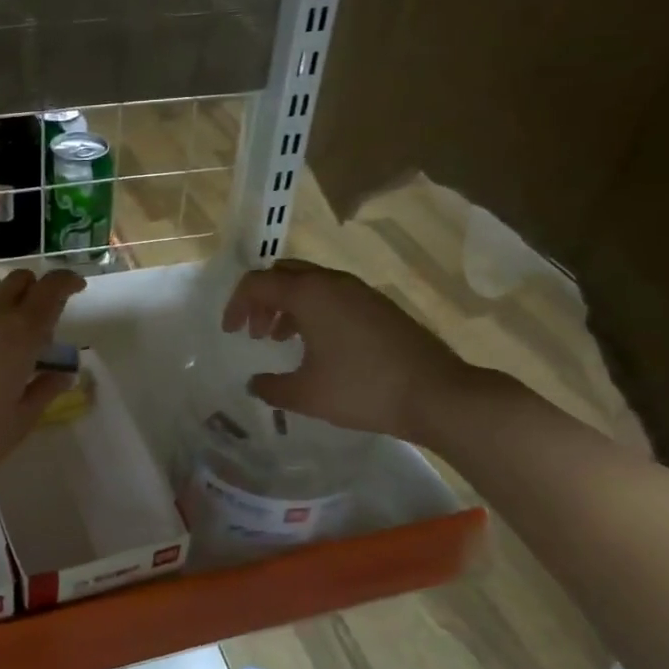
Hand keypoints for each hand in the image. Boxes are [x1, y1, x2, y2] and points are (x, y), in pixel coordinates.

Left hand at [0, 268, 85, 502]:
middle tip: (45, 322)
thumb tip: (62, 373)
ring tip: (10, 365)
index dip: (66, 282)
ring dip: (8, 320)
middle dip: (35, 288)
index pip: (49, 290)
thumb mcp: (22, 420)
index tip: (77, 289)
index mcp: (19, 337)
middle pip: (17, 282)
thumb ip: (45, 389)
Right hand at [222, 258, 470, 441]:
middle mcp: (332, 282)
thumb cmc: (362, 389)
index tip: (230, 332)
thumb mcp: (306, 395)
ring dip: (287, 305)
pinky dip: (312, 311)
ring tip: (280, 339)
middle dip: (261, 299)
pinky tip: (317, 345)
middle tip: (253, 331)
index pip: (257, 283)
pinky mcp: (378, 306)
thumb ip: (271, 387)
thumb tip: (255, 384)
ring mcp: (360, 292)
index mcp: (309, 294)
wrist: (437, 394)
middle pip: (283, 274)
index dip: (236, 305)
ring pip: (309, 284)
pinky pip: (332, 295)